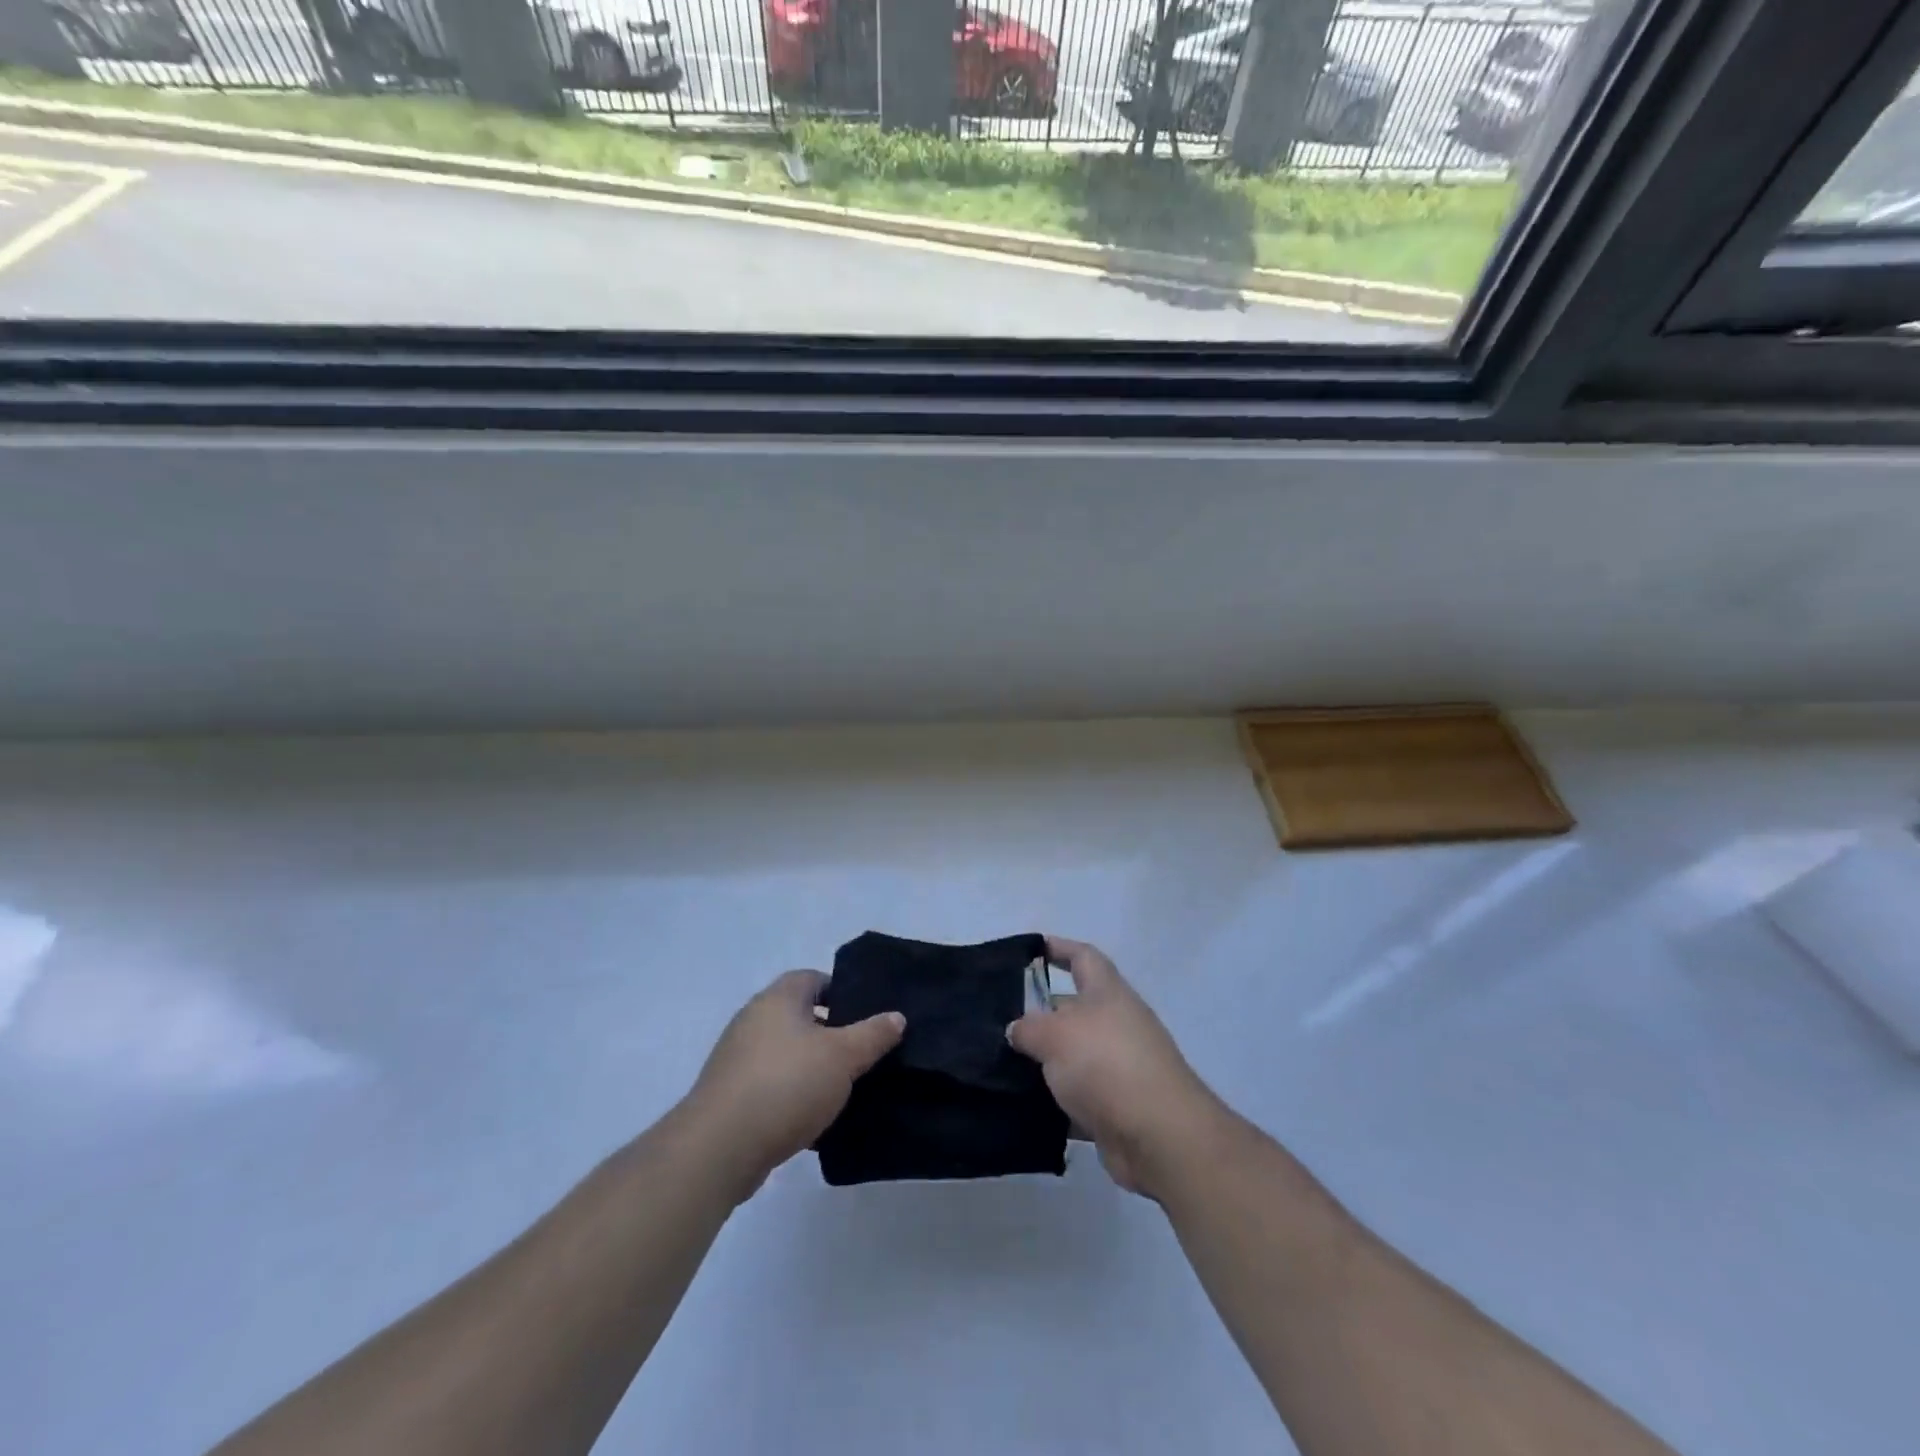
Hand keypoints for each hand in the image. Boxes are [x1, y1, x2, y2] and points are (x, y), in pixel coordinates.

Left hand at [682, 970, 903, 1201]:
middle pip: (800, 1016)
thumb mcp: (843, 1057)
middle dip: (831, 1033)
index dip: (842, 992)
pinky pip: (771, 1084)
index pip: (814, 979)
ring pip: (786, 1053)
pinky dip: (791, 1095)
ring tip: (844, 1088)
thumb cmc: (786, 1085)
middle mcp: (753, 1019)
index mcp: (778, 998)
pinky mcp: (730, 1095)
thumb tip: (896, 1016)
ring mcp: (737, 1058)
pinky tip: (813, 1118)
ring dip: (811, 1067)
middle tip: (862, 1053)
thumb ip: (873, 1034)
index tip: (867, 1016)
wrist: (719, 1147)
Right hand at [1007, 936, 1223, 1198]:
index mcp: (1108, 992)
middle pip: (1074, 1008)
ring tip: (1001, 1065)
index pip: (1083, 956)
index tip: (1029, 950)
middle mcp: (1116, 1023)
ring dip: (1044, 1061)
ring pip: (1073, 1055)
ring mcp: (1120, 1066)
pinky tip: (1023, 1106)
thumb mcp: (1055, 1035)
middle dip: (1039, 1013)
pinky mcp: (1117, 1107)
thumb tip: (1017, 1030)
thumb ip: (1029, 1027)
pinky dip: (1055, 1101)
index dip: (1058, 948)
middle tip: (1000, 1020)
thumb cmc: (1106, 1064)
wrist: (1158, 1136)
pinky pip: (1078, 1097)